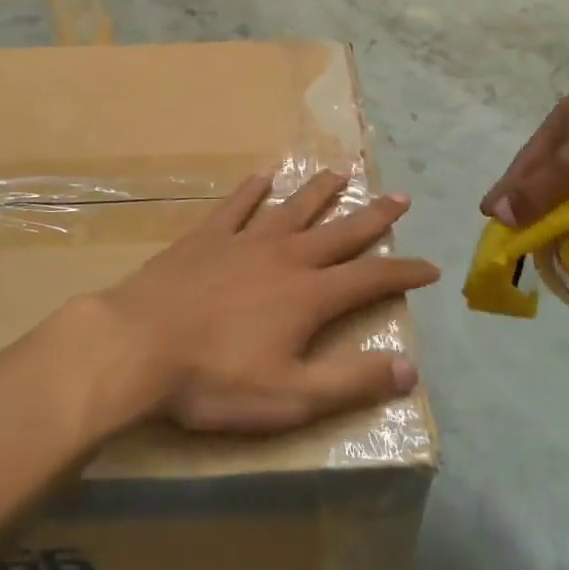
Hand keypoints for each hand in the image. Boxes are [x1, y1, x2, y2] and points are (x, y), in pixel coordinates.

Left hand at [98, 171, 438, 433]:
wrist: (138, 344)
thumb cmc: (215, 379)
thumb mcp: (291, 397)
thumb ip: (350, 382)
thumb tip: (410, 368)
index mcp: (308, 295)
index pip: (370, 279)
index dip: (403, 272)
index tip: (430, 266)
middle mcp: (284, 257)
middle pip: (339, 232)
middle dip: (374, 217)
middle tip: (400, 197)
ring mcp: (243, 241)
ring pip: (292, 209)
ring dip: (320, 192)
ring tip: (342, 173)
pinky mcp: (206, 237)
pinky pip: (236, 206)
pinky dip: (251, 190)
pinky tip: (262, 176)